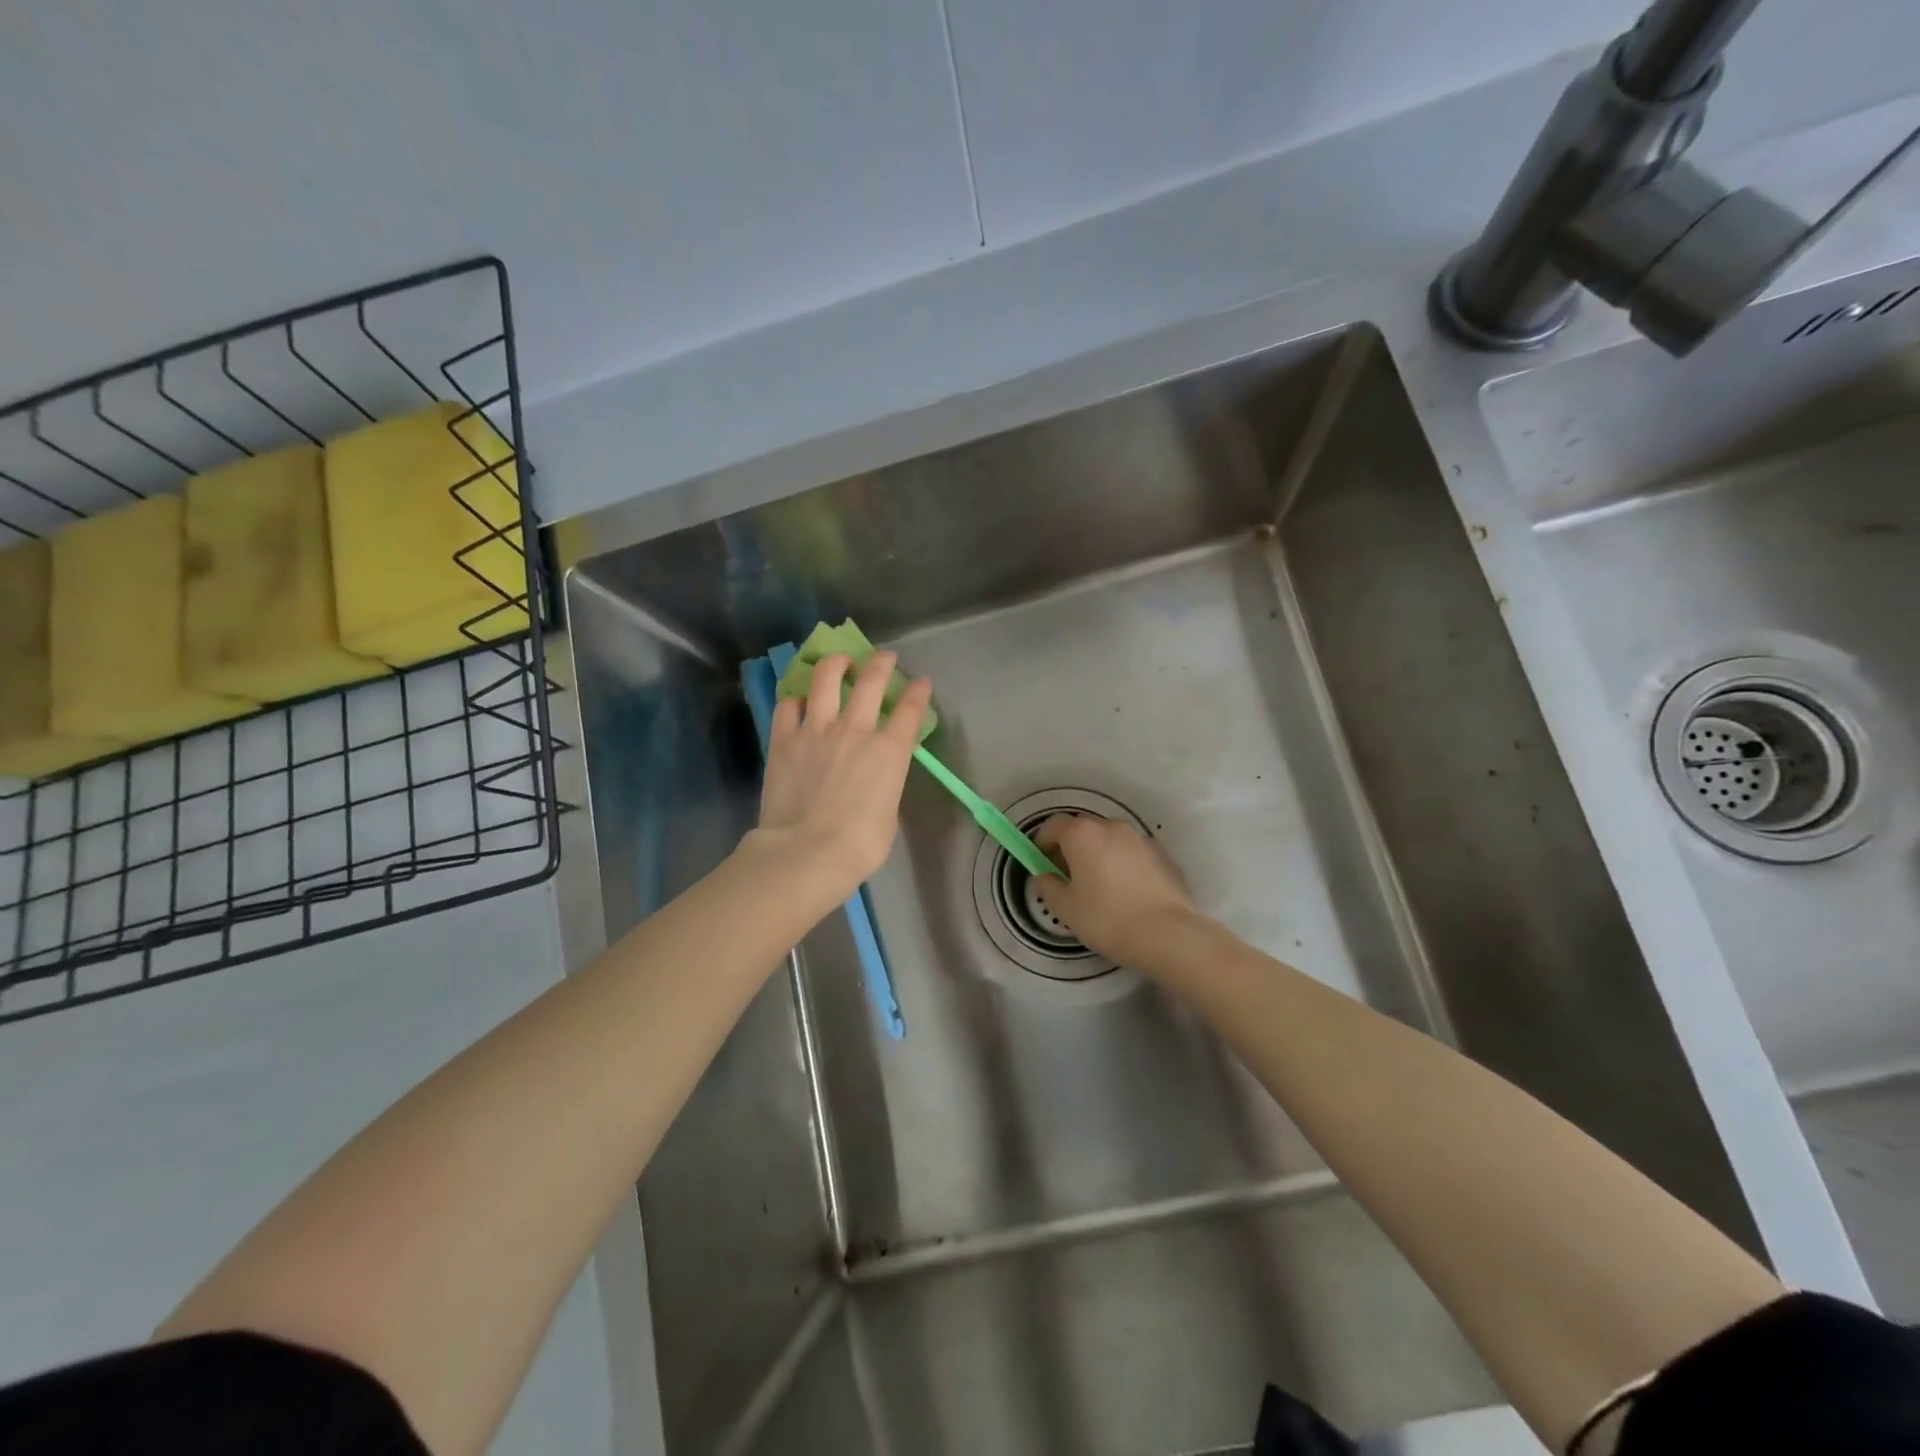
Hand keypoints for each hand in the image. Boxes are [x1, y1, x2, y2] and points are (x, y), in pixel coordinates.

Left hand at [755, 651, 932, 893]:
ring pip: (827, 679)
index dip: (918, 692)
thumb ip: (885, 786)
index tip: (921, 682)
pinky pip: (789, 706)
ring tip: (840, 661)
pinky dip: (797, 699)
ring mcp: (816, 730)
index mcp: (889, 751)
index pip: (910, 710)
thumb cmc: (859, 845)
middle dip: (881, 664)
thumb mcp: (888, 815)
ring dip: (837, 664)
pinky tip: (800, 700)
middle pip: (871, 681)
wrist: (807, 851)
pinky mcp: (784, 739)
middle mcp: (855, 730)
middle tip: (884, 657)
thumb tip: (874, 780)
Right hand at [1034, 814, 1197, 962]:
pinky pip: (1133, 852)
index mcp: (1083, 835)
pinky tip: (1126, 891)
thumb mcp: (1066, 908)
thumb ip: (1048, 886)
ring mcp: (1140, 838)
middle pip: (1084, 827)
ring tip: (1099, 884)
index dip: (1043, 840)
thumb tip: (1044, 876)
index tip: (1041, 860)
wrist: (1166, 934)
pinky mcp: (1162, 854)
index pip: (1054, 824)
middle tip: (1068, 874)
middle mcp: (1112, 827)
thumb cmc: (1106, 918)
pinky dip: (1123, 862)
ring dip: (1099, 852)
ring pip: (1111, 838)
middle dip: (1072, 845)